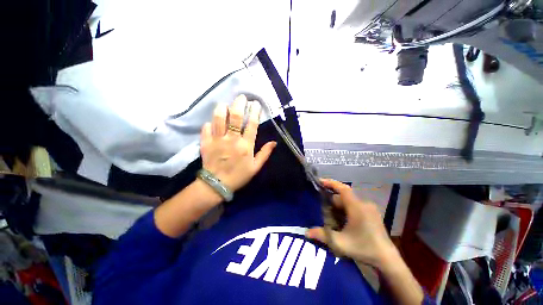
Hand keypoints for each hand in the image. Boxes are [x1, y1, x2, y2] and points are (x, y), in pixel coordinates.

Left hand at [200, 95, 276, 191]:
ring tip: (225, 105)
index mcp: (246, 145)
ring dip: (222, 108)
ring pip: (219, 118)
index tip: (255, 104)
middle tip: (241, 98)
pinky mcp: (205, 143)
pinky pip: (206, 128)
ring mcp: (217, 140)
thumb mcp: (256, 167)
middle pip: (235, 116)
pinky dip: (209, 123)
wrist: (217, 184)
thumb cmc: (239, 175)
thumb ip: (265, 153)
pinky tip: (212, 122)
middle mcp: (232, 139)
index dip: (254, 112)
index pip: (252, 124)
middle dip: (239, 104)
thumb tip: (274, 142)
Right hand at [306, 179, 397, 268]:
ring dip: (339, 207)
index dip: (331, 183)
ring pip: (349, 202)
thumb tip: (306, 232)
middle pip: (344, 197)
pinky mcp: (372, 213)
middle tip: (322, 209)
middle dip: (332, 201)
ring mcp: (370, 208)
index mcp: (357, 208)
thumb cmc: (363, 249)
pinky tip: (343, 221)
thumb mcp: (340, 243)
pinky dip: (346, 210)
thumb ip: (322, 235)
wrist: (387, 260)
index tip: (320, 181)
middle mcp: (364, 204)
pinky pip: (355, 206)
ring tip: (331, 217)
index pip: (343, 188)